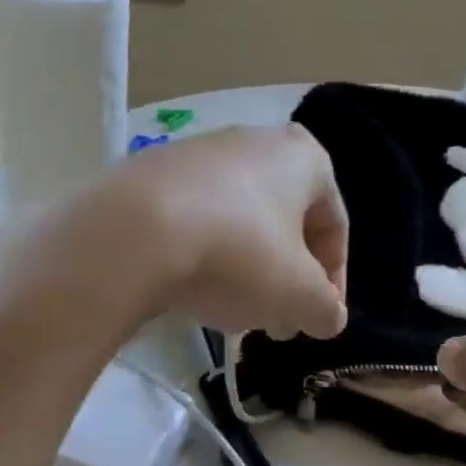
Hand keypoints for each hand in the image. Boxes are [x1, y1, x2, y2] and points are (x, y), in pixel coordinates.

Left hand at [67, 125, 348, 339]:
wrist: (131, 234)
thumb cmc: (237, 255)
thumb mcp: (298, 295)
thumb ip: (325, 309)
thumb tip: (328, 316)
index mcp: (301, 157)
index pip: (334, 225)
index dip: (332, 281)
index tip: (318, 320)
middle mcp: (252, 141)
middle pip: (282, 223)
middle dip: (284, 279)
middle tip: (276, 323)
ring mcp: (195, 155)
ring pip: (236, 223)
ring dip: (243, 270)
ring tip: (231, 312)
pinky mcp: (149, 176)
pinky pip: (192, 221)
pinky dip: (200, 255)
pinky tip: (188, 289)